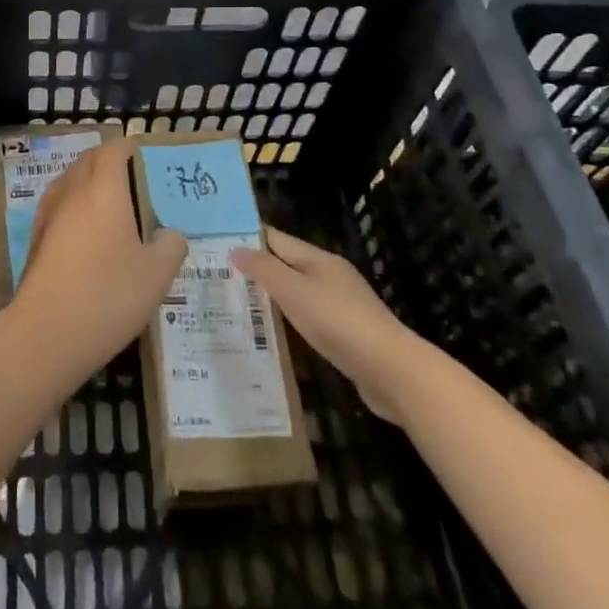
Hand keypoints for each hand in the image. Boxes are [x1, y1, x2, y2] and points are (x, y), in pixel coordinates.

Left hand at [14, 140, 187, 377]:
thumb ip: (170, 246)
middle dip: (107, 160)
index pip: (112, 150)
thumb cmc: (108, 294)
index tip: (143, 153)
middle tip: (131, 176)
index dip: (128, 147)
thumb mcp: (157, 274)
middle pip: (87, 161)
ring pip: (69, 182)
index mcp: (103, 190)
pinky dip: (74, 206)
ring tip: (110, 202)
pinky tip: (86, 233)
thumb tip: (170, 234)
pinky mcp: (36, 240)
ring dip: (87, 181)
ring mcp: (48, 216)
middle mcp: (72, 193)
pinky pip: (58, 206)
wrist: (47, 332)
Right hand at [232, 228, 414, 424]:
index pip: (277, 239)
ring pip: (298, 295)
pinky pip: (310, 321)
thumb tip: (236, 249)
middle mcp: (331, 277)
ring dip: (272, 299)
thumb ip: (264, 269)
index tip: (217, 242)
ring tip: (238, 306)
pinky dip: (290, 323)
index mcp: (319, 260)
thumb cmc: (338, 322)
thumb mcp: (294, 291)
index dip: (249, 238)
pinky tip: (274, 336)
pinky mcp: (347, 335)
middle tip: (220, 277)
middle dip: (258, 270)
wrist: (391, 371)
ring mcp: (341, 306)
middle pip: (288, 266)